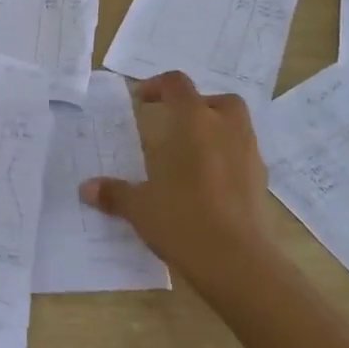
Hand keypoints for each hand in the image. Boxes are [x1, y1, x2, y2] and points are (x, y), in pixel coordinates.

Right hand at [82, 72, 272, 288]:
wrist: (238, 263)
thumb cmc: (182, 220)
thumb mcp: (140, 207)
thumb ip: (115, 193)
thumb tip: (86, 188)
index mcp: (193, 122)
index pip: (177, 84)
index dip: (157, 86)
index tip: (141, 101)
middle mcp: (226, 129)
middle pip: (218, 100)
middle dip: (198, 106)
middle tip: (175, 126)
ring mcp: (249, 155)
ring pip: (236, 127)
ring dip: (215, 132)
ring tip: (190, 156)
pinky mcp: (262, 182)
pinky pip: (243, 156)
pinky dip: (227, 160)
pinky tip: (208, 184)